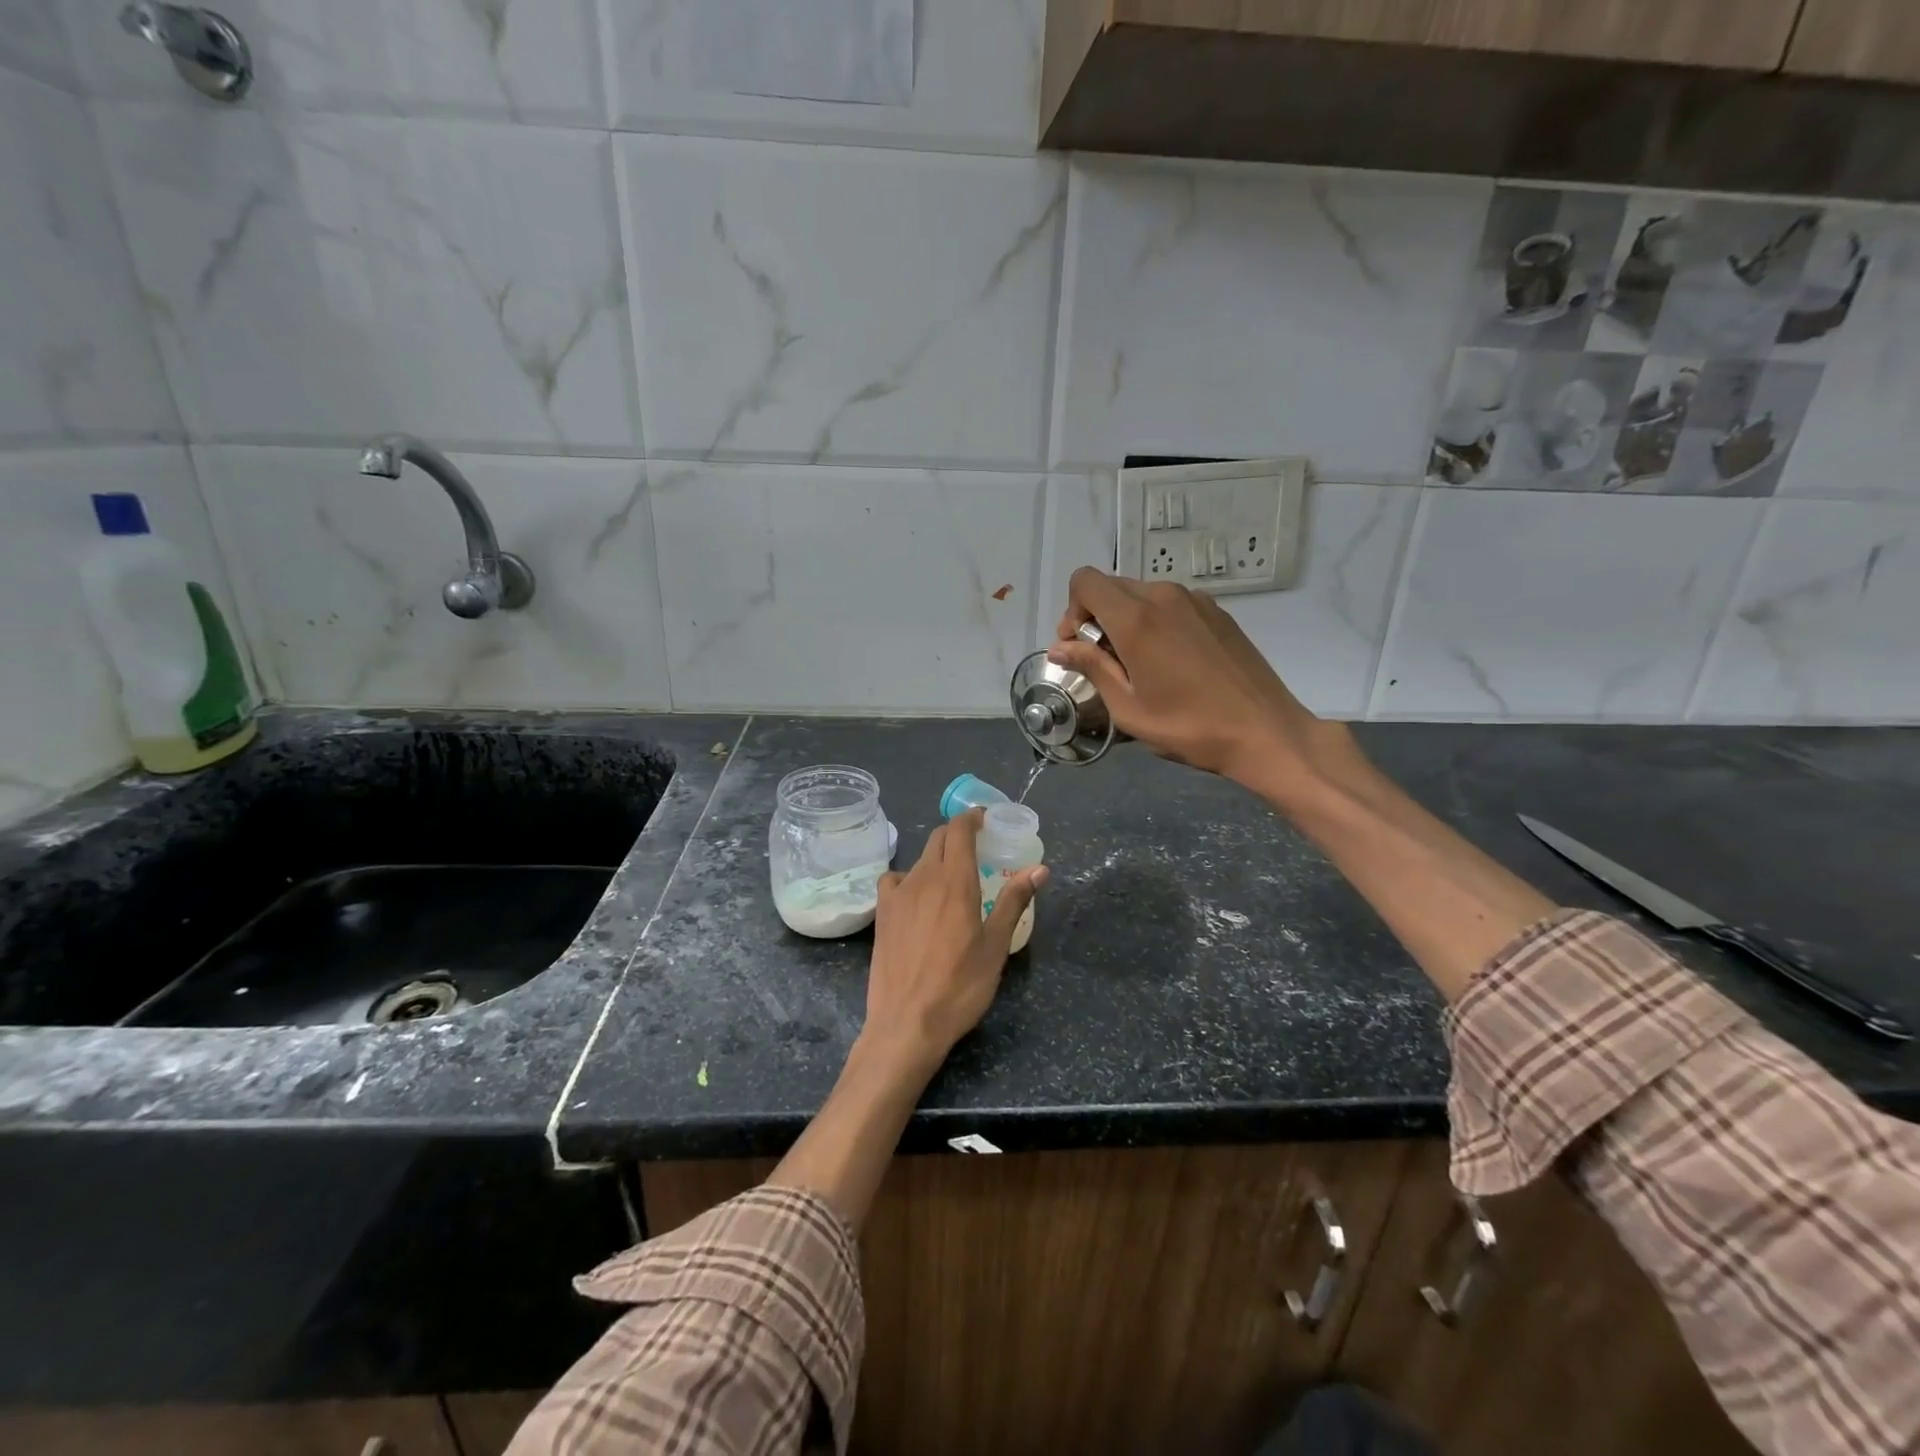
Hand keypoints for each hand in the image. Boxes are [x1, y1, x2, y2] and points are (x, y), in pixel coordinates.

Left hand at [862, 809, 1047, 1075]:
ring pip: (919, 859)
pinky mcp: (882, 914)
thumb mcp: (995, 946)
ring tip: (953, 877)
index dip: (972, 818)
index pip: (959, 830)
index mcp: (955, 881)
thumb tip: (1039, 869)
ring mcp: (898, 895)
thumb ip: (1014, 901)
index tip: (986, 819)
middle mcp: (923, 878)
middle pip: (938, 838)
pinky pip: (895, 880)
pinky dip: (910, 878)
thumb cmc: (960, 986)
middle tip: (978, 847)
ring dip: (937, 857)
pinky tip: (918, 898)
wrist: (906, 1023)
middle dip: (958, 834)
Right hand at [1048, 566, 1348, 796]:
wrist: (1265, 732)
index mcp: (1136, 618)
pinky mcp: (1217, 612)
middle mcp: (1164, 597)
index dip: (1072, 611)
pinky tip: (1170, 662)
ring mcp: (1195, 601)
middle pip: (1112, 587)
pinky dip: (1156, 622)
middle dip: (1096, 617)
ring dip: (1126, 620)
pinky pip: (1170, 604)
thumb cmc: (1189, 727)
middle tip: (1104, 661)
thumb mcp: (1129, 708)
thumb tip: (1060, 648)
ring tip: (1139, 665)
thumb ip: (1092, 668)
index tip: (1080, 647)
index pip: (1085, 582)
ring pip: (1141, 594)